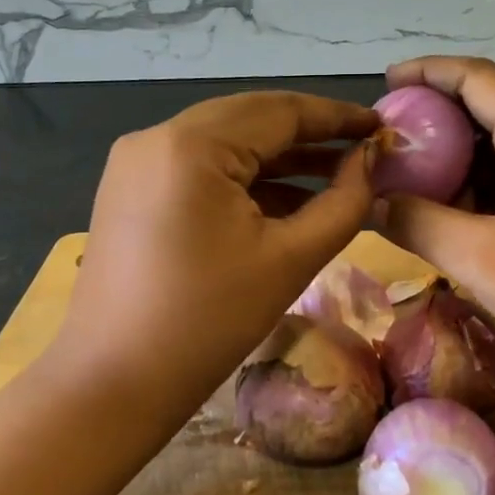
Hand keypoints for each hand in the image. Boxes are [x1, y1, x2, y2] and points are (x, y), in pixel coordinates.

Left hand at [55, 91, 378, 414]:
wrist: (114, 384)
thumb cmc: (209, 322)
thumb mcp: (290, 259)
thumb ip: (343, 202)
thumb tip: (370, 159)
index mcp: (191, 145)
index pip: (279, 111)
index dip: (336, 116)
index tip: (381, 123)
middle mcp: (156, 137)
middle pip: (249, 120)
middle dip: (309, 133)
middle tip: (363, 147)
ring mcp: (136, 163)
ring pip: (223, 144)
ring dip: (278, 159)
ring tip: (337, 173)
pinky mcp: (130, 191)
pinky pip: (199, 170)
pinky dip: (243, 180)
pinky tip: (286, 201)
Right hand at [379, 57, 494, 398]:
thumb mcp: (480, 260)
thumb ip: (416, 223)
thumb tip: (368, 202)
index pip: (478, 78)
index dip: (428, 73)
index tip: (385, 83)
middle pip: (492, 105)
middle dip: (437, 117)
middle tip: (390, 141)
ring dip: (460, 153)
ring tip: (413, 176)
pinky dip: (485, 179)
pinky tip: (457, 207)